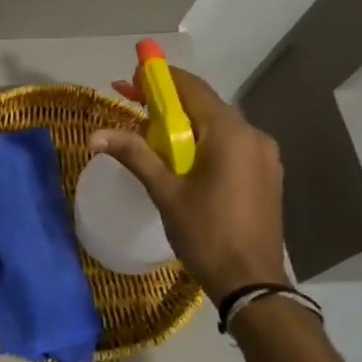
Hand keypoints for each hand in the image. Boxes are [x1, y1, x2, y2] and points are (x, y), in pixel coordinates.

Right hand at [92, 67, 286, 299]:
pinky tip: (184, 160)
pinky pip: (230, 145)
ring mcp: (264, 156)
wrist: (252, 282)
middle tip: (133, 105)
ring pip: (218, 126)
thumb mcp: (165, 191)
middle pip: (205, 105)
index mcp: (230, 133)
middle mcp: (253, 135)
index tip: (131, 79)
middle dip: (168, 102)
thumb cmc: (206, 233)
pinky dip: (204, 142)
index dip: (160, 78)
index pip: (192, 88)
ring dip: (186, 124)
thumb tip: (95, 135)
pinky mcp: (266, 175)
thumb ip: (134, 154)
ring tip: (152, 137)